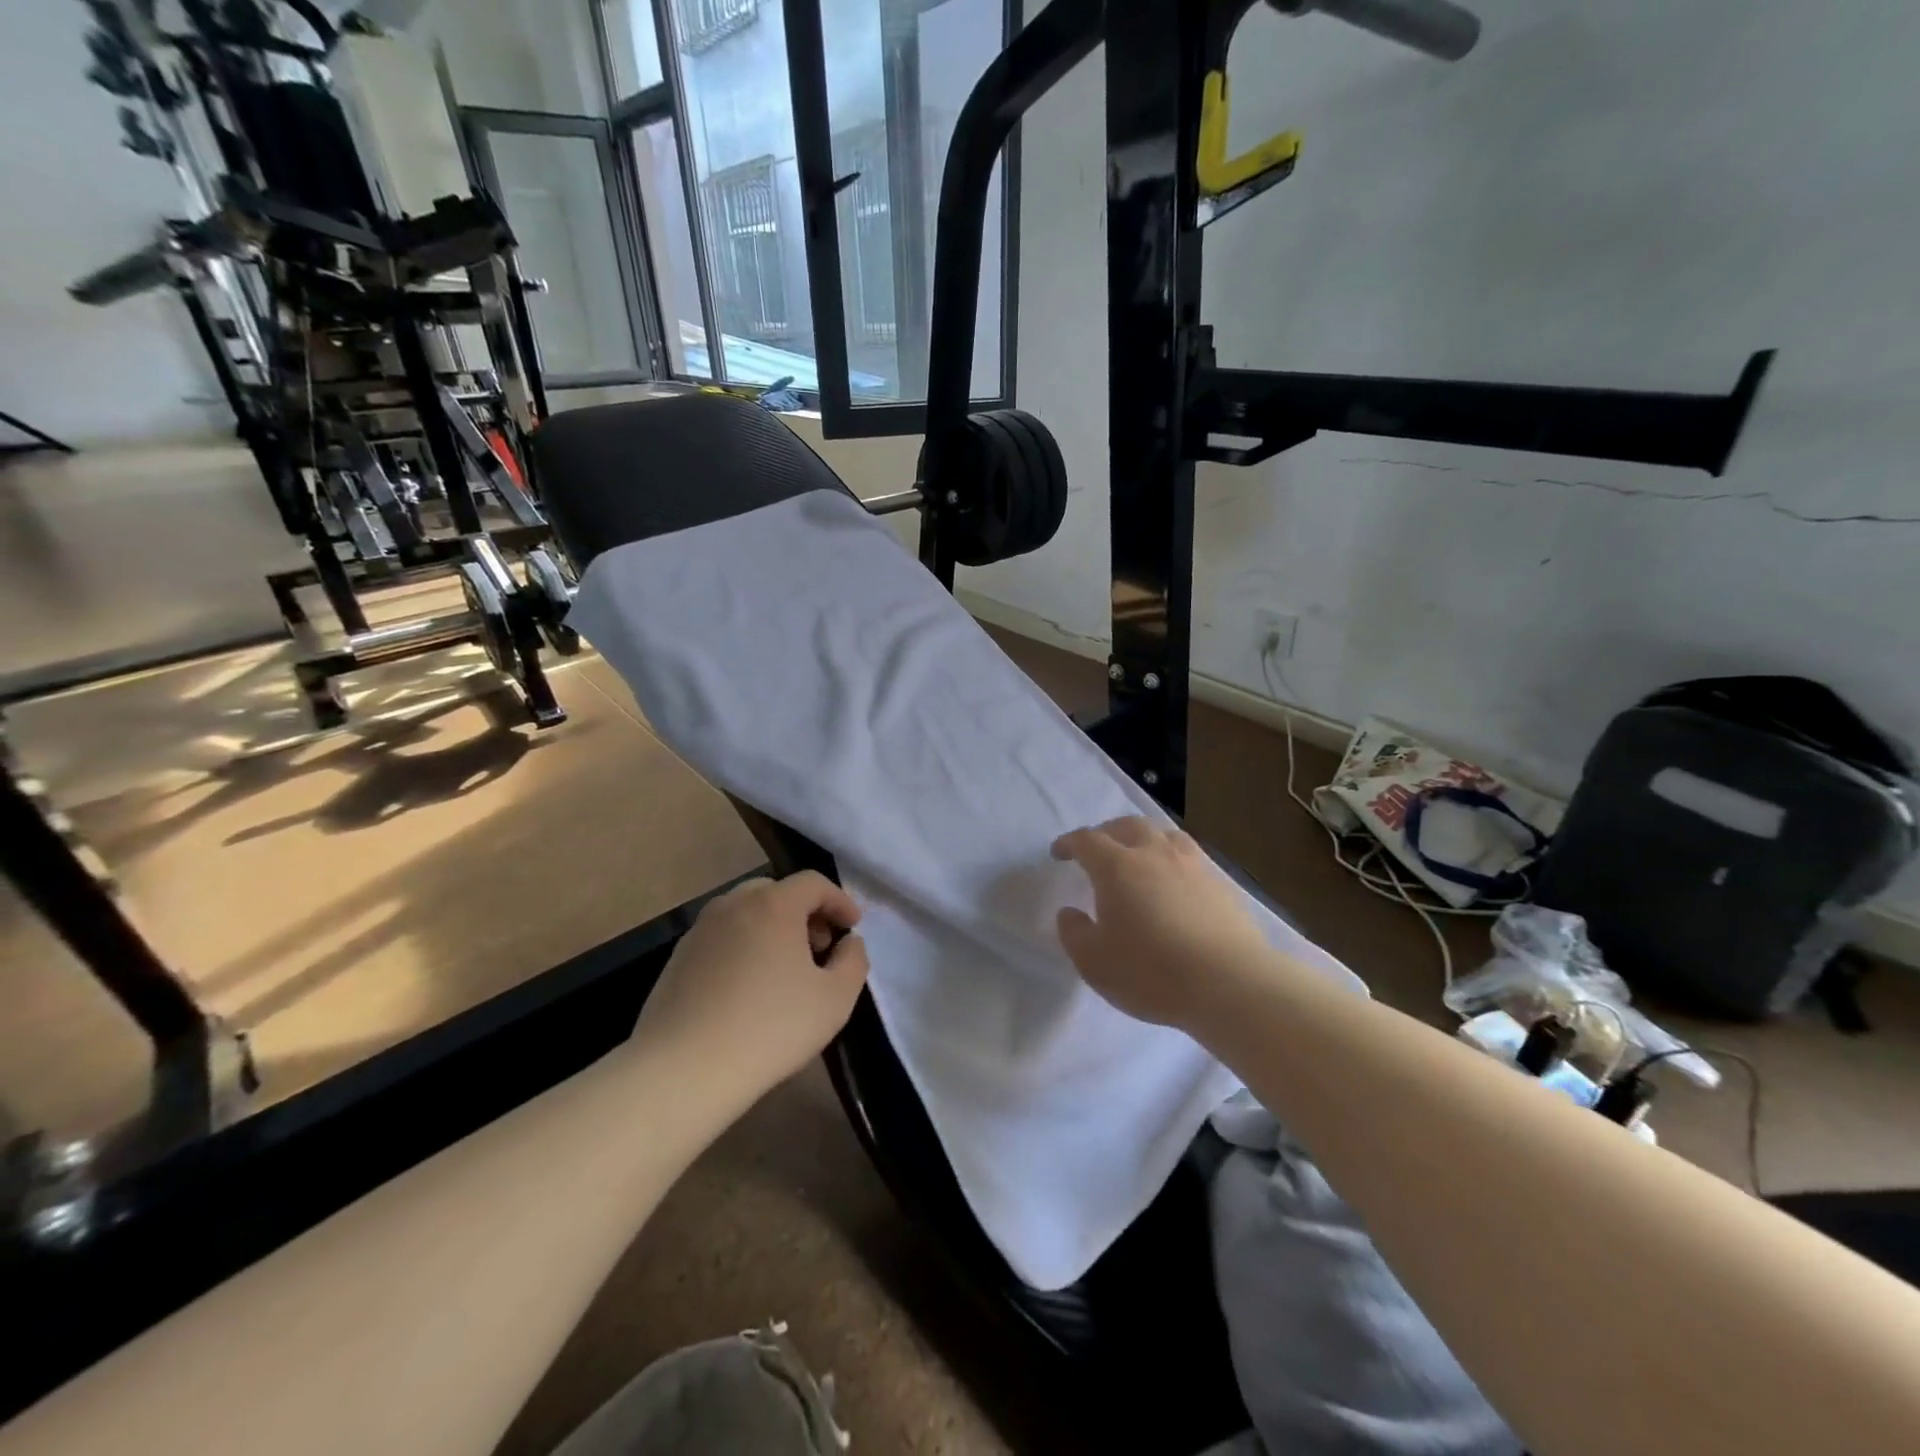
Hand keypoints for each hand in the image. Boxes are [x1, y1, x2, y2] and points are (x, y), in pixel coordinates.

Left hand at [632, 871, 869, 1106]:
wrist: (684, 1070)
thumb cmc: (770, 1028)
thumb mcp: (835, 999)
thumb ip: (854, 960)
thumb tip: (848, 942)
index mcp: (773, 905)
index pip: (813, 882)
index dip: (839, 900)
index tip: (853, 926)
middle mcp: (733, 905)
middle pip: (776, 892)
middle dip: (805, 912)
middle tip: (819, 947)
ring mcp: (700, 930)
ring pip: (745, 913)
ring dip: (772, 928)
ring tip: (784, 969)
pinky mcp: (677, 959)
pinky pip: (722, 938)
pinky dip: (744, 947)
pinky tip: (748, 988)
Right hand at [1051, 817, 1273, 1028]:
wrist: (1231, 984)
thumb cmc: (1152, 973)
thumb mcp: (1095, 963)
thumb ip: (1074, 933)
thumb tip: (1069, 912)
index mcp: (1117, 867)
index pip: (1087, 840)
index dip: (1069, 843)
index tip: (1059, 853)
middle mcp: (1154, 853)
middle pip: (1127, 825)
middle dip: (1106, 832)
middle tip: (1097, 849)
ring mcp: (1192, 864)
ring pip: (1163, 834)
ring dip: (1144, 838)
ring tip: (1138, 856)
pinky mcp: (1221, 882)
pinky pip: (1189, 855)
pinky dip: (1172, 858)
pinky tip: (1174, 881)